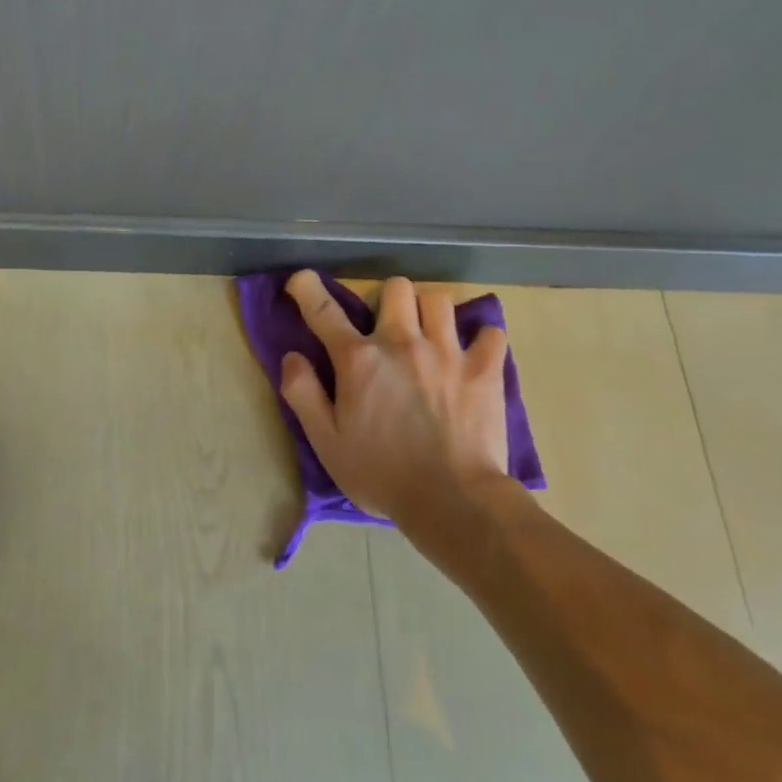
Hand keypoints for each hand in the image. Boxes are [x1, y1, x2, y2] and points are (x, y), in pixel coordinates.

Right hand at [279, 271, 509, 526]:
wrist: (452, 500)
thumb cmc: (380, 474)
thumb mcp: (325, 441)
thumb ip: (303, 394)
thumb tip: (292, 356)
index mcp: (358, 360)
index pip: (324, 311)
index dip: (307, 289)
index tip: (301, 280)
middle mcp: (401, 343)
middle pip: (395, 289)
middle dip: (386, 300)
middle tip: (386, 327)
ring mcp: (447, 352)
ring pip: (439, 300)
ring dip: (428, 313)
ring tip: (428, 337)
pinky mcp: (484, 369)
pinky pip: (489, 332)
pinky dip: (480, 339)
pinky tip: (473, 355)